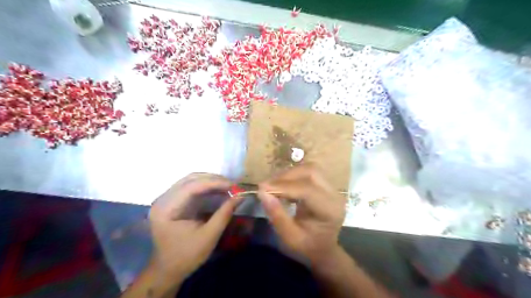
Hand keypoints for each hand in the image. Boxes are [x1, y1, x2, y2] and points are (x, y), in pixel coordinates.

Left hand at [148, 174, 242, 277]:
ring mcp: (165, 199)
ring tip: (227, 186)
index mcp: (167, 209)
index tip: (234, 186)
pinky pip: (189, 187)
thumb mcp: (209, 236)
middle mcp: (163, 199)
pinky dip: (205, 186)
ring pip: (190, 180)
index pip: (192, 187)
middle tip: (232, 185)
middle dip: (214, 180)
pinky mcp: (171, 201)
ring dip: (210, 181)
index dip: (215, 183)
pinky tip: (217, 190)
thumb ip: (225, 213)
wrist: (167, 270)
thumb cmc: (187, 256)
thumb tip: (241, 196)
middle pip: (190, 179)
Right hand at [258, 164, 348, 265]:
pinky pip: (308, 172)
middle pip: (311, 172)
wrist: (324, 247)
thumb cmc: (308, 246)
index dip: (284, 186)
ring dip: (289, 174)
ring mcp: (332, 187)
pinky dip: (293, 176)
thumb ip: (277, 215)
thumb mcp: (290, 237)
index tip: (262, 188)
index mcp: (330, 211)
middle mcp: (334, 195)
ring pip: (309, 168)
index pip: (308, 190)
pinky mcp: (325, 184)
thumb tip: (262, 192)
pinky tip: (282, 185)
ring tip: (273, 185)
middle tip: (267, 186)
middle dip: (286, 176)